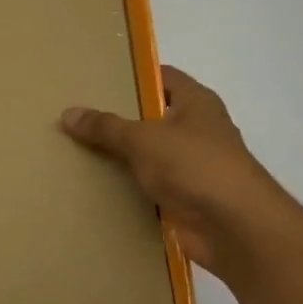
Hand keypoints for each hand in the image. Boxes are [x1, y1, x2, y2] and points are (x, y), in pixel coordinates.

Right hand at [62, 66, 300, 273]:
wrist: (234, 228)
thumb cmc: (195, 166)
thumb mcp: (143, 139)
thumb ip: (105, 126)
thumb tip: (68, 113)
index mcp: (196, 103)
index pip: (162, 77)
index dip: (132, 76)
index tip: (95, 79)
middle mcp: (197, 130)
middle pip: (151, 117)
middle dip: (118, 118)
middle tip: (76, 116)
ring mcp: (192, 166)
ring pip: (148, 154)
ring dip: (121, 156)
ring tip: (76, 150)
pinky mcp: (184, 198)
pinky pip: (148, 186)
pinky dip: (127, 187)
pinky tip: (95, 187)